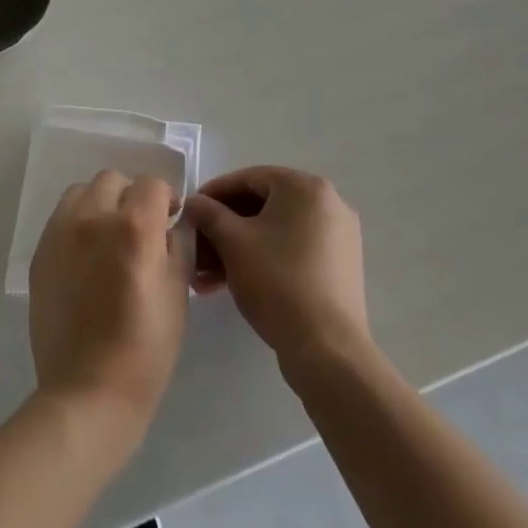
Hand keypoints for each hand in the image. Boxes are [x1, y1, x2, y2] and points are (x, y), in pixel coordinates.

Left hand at [28, 171, 188, 434]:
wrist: (87, 392)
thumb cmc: (145, 349)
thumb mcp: (177, 293)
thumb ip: (177, 245)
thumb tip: (171, 222)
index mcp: (133, 227)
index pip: (151, 184)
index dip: (166, 198)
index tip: (170, 218)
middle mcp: (93, 218)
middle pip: (113, 180)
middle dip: (131, 196)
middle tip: (140, 228)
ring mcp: (61, 233)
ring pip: (82, 192)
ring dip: (100, 203)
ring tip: (109, 237)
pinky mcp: (40, 252)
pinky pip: (62, 218)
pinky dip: (78, 223)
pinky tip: (87, 256)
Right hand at [182, 166, 367, 361]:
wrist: (327, 349)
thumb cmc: (277, 281)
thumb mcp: (232, 242)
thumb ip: (208, 213)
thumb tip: (191, 203)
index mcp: (305, 187)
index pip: (249, 178)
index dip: (214, 194)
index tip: (190, 212)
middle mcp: (327, 204)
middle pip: (262, 206)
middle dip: (223, 228)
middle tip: (196, 248)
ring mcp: (336, 236)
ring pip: (274, 231)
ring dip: (237, 248)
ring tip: (206, 277)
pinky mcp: (337, 266)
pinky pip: (291, 249)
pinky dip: (262, 259)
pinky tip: (231, 284)